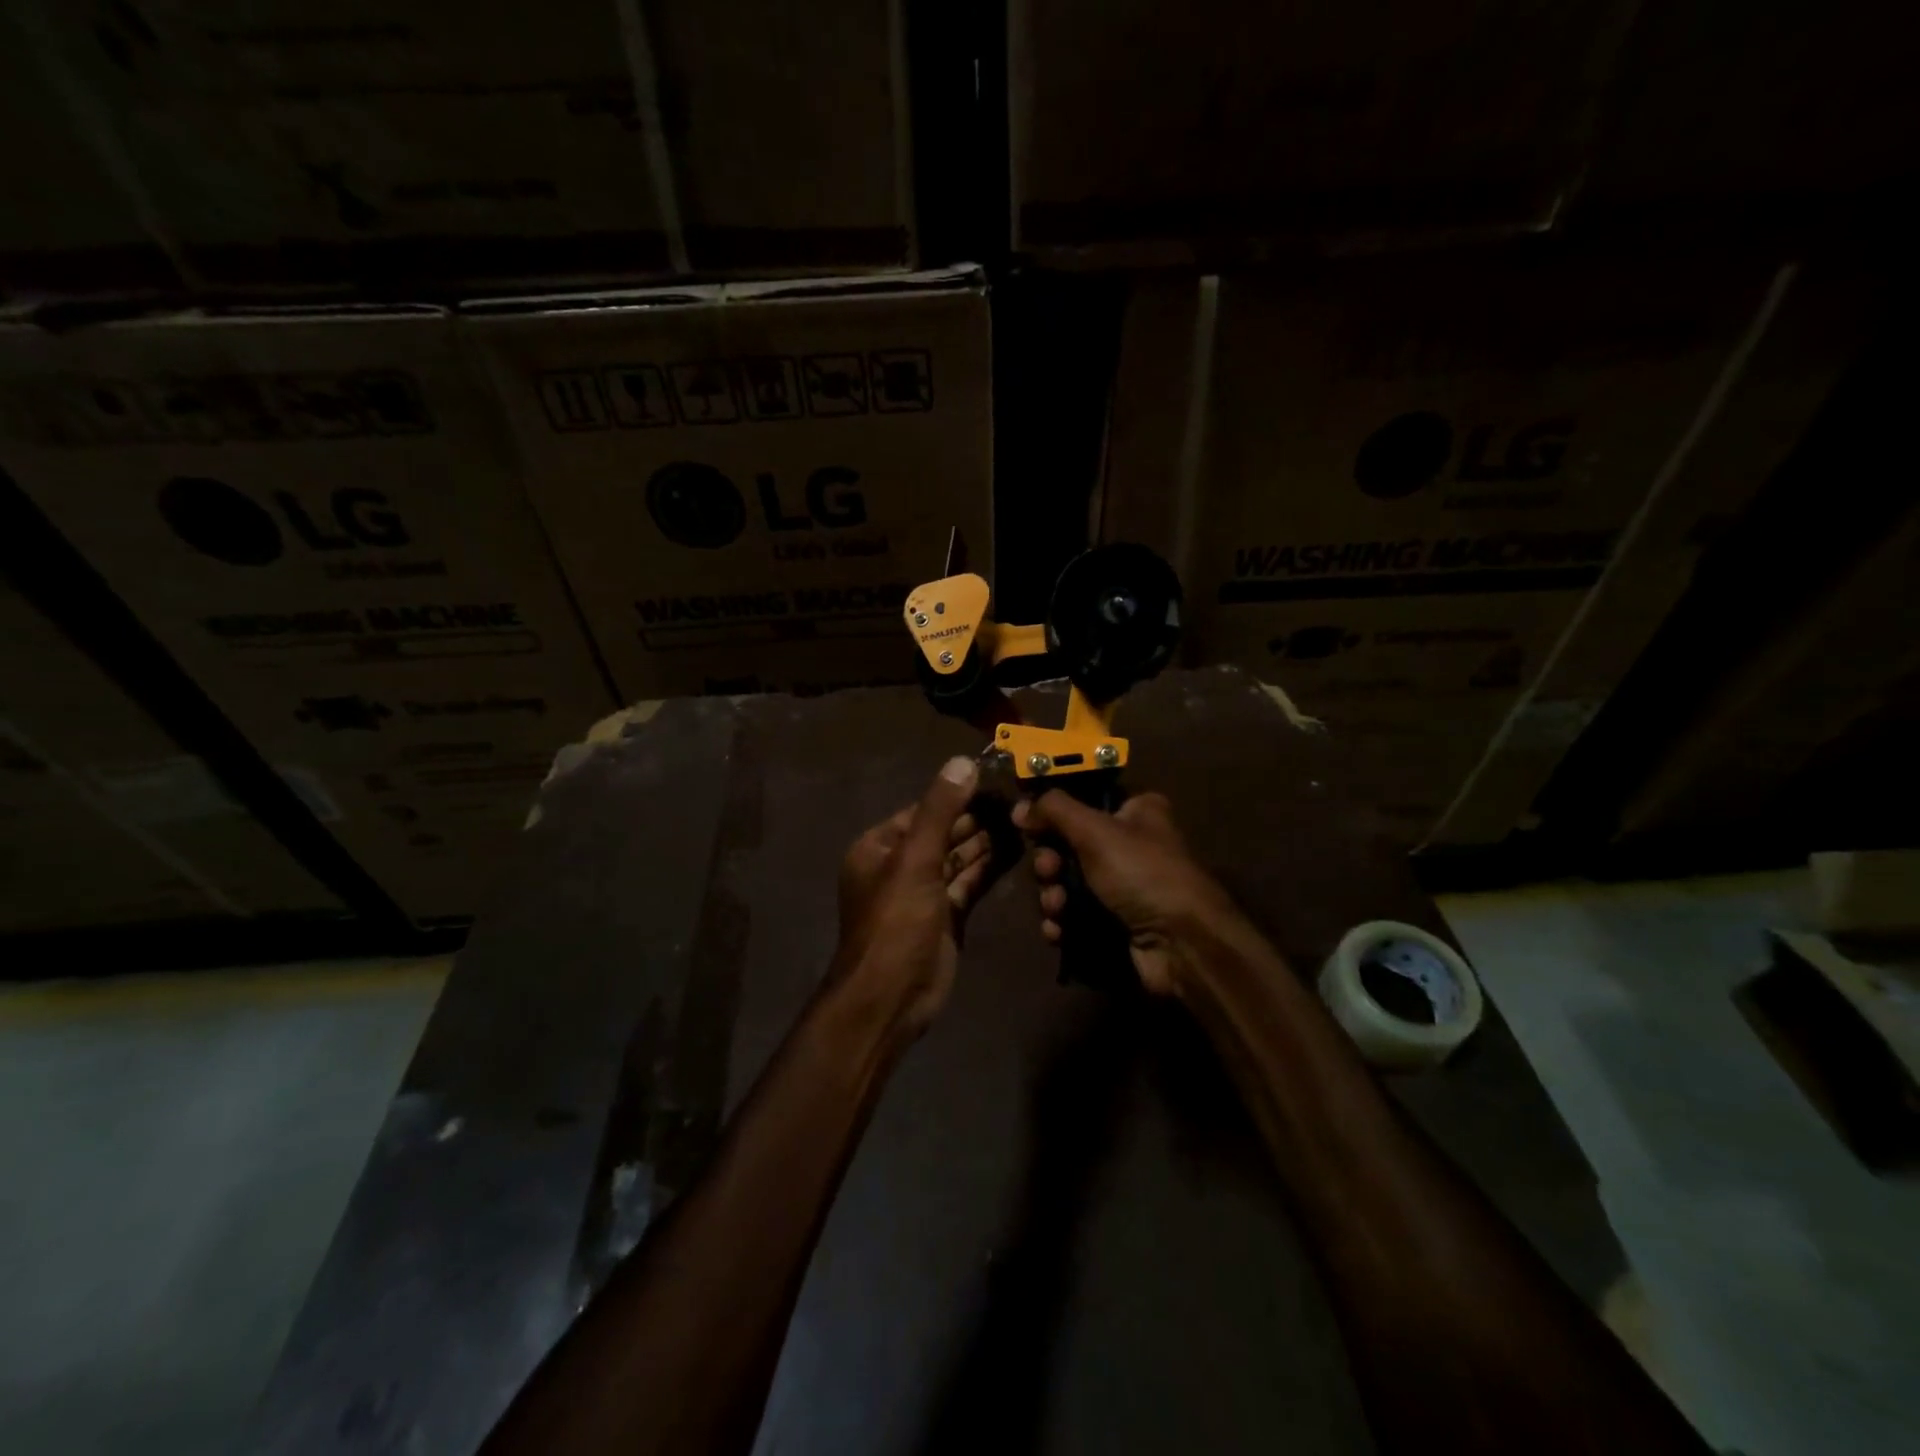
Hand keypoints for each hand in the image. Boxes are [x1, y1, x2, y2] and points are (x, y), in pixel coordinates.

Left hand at [833, 756, 996, 1036]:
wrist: (891, 998)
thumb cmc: (896, 922)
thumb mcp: (915, 859)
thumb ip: (940, 810)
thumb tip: (963, 761)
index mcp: (879, 847)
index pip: (924, 810)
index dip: (958, 794)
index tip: (995, 777)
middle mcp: (899, 865)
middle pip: (943, 832)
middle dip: (976, 818)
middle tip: (1019, 798)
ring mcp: (923, 892)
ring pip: (958, 858)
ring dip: (986, 841)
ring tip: (1024, 818)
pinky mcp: (945, 916)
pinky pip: (968, 882)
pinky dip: (988, 867)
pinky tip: (1016, 849)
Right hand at [1012, 791, 1236, 996]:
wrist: (1181, 944)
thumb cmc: (1141, 873)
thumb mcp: (1095, 830)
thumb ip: (1054, 810)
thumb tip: (1020, 807)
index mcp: (1136, 811)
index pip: (1084, 800)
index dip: (1053, 812)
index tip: (1027, 823)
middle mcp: (1131, 844)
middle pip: (1070, 844)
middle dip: (1050, 861)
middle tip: (1048, 870)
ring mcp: (1124, 887)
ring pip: (1069, 883)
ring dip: (1053, 895)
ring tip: (1057, 907)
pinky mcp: (1117, 922)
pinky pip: (1076, 915)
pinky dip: (1063, 921)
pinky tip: (1058, 931)